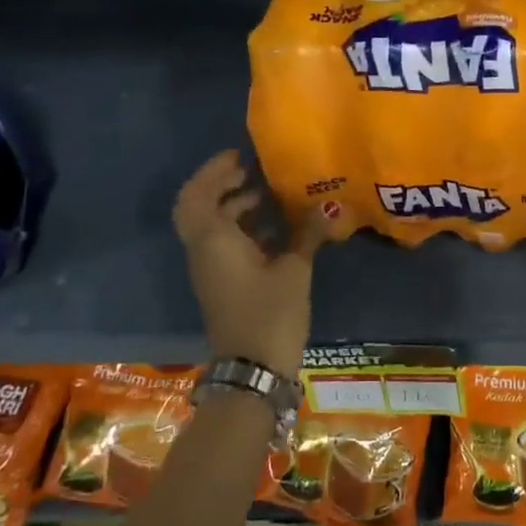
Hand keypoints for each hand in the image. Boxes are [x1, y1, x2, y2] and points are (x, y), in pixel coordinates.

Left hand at [172, 151, 323, 377]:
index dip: (213, 171)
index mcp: (213, 240)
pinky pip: (224, 245)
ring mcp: (211, 270)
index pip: (198, 194)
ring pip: (212, 227)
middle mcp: (204, 250)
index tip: (239, 155)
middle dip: (221, 185)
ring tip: (267, 196)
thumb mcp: (294, 270)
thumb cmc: (270, 313)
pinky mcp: (222, 284)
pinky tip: (275, 231)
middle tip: (249, 170)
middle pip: (199, 208)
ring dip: (233, 207)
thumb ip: (307, 234)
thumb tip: (327, 206)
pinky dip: (242, 229)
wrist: (253, 370)